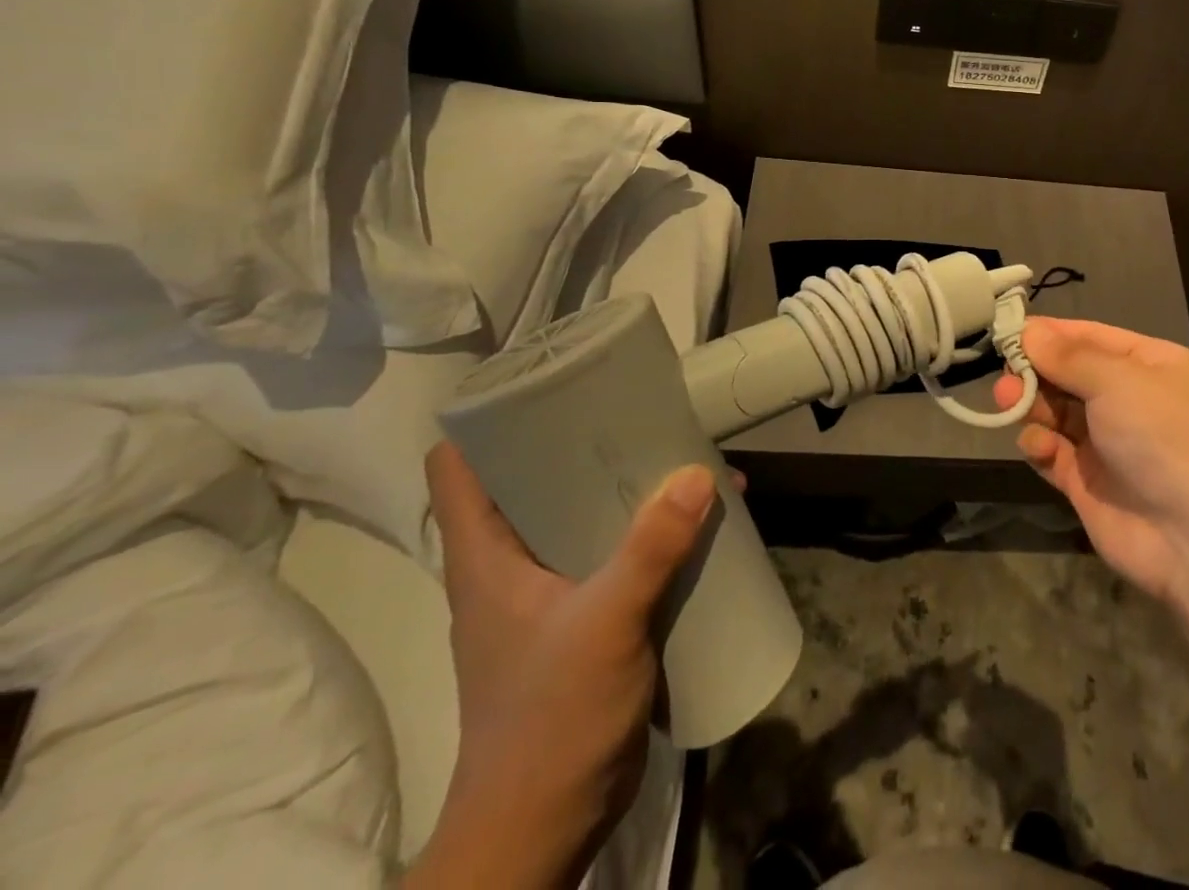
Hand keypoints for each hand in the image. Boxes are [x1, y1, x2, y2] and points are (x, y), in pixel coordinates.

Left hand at [406, 443, 715, 889]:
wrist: (542, 832)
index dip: (488, 419)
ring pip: (582, 518)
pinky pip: (615, 555)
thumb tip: (701, 473)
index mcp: (485, 559)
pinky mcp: (582, 622)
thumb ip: (651, 549)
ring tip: (683, 459)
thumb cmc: (548, 721)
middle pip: (535, 482)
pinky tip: (696, 524)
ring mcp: (547, 597)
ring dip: (628, 489)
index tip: (545, 382)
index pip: (459, 469)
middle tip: (637, 409)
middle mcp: (509, 567)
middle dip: (584, 444)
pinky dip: (649, 532)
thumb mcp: (604, 625)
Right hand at [994, 317, 1188, 602]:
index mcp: (1147, 365)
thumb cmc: (1163, 437)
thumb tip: (1028, 332)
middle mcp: (1129, 399)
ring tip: (1009, 403)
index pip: (1089, 337)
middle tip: (1004, 377)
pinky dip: (1039, 444)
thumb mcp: (1118, 381)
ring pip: (1056, 411)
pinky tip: (1037, 446)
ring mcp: (1108, 442)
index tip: (1006, 332)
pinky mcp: (1088, 481)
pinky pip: (1053, 452)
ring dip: (1032, 405)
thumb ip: (1068, 356)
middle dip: (1035, 371)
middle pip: (1068, 374)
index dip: (1049, 334)